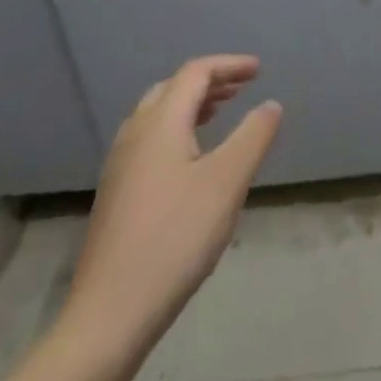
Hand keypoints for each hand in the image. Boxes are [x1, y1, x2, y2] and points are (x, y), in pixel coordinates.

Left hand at [60, 56, 281, 355]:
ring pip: (156, 116)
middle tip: (241, 88)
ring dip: (191, 105)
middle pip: (170, 90)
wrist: (111, 314)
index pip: (195, 73)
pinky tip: (193, 157)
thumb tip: (270, 104)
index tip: (259, 71)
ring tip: (221, 113)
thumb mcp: (229, 180)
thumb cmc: (176, 237)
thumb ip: (254, 135)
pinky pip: (149, 141)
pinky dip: (177, 129)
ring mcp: (119, 169)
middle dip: (208, 81)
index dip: (229, 65)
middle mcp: (134, 137)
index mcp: (159, 125)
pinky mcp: (116, 196)